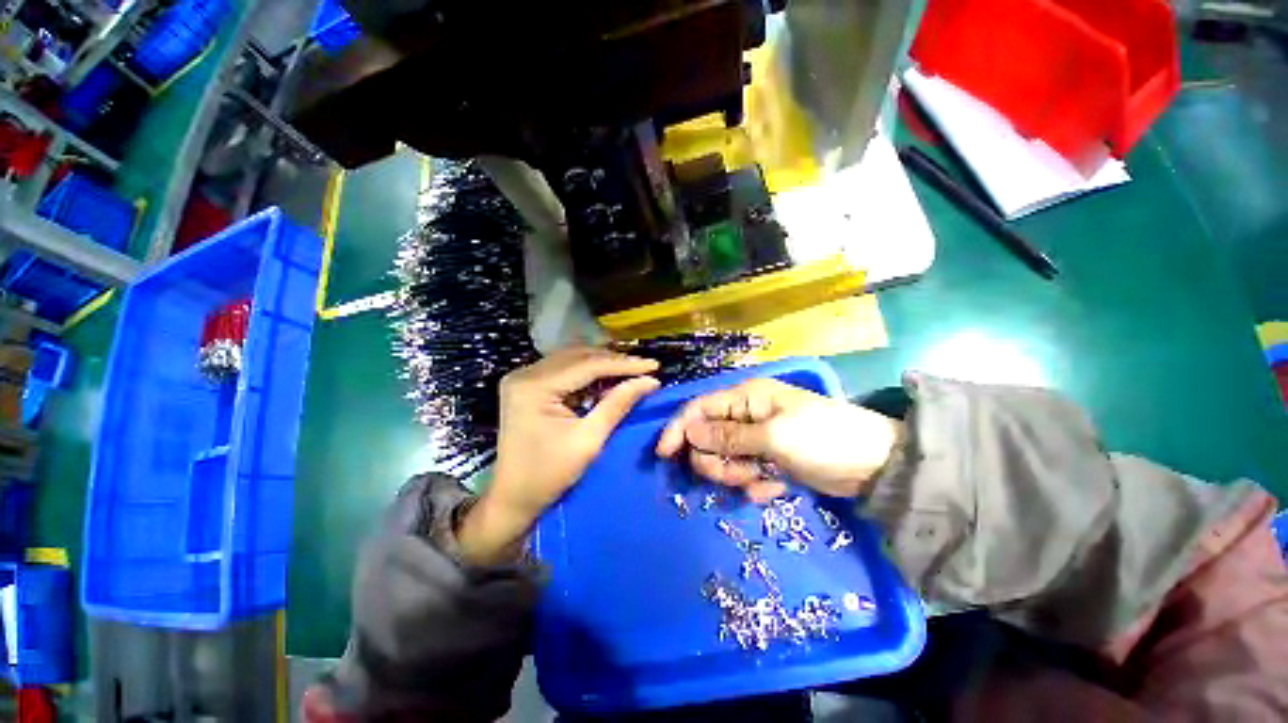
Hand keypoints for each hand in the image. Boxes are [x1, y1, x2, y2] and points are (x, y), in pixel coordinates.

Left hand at [459, 347, 659, 564]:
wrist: (512, 498)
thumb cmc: (549, 475)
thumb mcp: (589, 440)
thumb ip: (618, 405)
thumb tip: (650, 381)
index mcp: (534, 386)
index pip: (587, 365)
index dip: (623, 364)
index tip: (653, 365)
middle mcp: (525, 373)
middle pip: (578, 356)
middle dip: (614, 361)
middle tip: (644, 367)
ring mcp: (523, 377)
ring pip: (572, 359)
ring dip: (602, 364)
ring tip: (631, 371)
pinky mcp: (527, 385)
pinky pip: (564, 370)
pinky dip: (588, 373)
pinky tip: (608, 379)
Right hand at [656, 378, 901, 501]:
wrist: (875, 467)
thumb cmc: (823, 439)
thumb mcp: (773, 436)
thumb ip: (729, 435)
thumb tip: (689, 431)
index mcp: (746, 398)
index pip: (699, 408)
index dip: (679, 428)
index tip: (664, 454)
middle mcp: (746, 415)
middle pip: (707, 438)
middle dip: (715, 460)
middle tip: (738, 474)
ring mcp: (757, 440)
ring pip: (724, 459)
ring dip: (736, 475)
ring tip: (761, 480)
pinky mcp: (768, 461)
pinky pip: (745, 474)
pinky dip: (755, 484)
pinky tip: (775, 487)